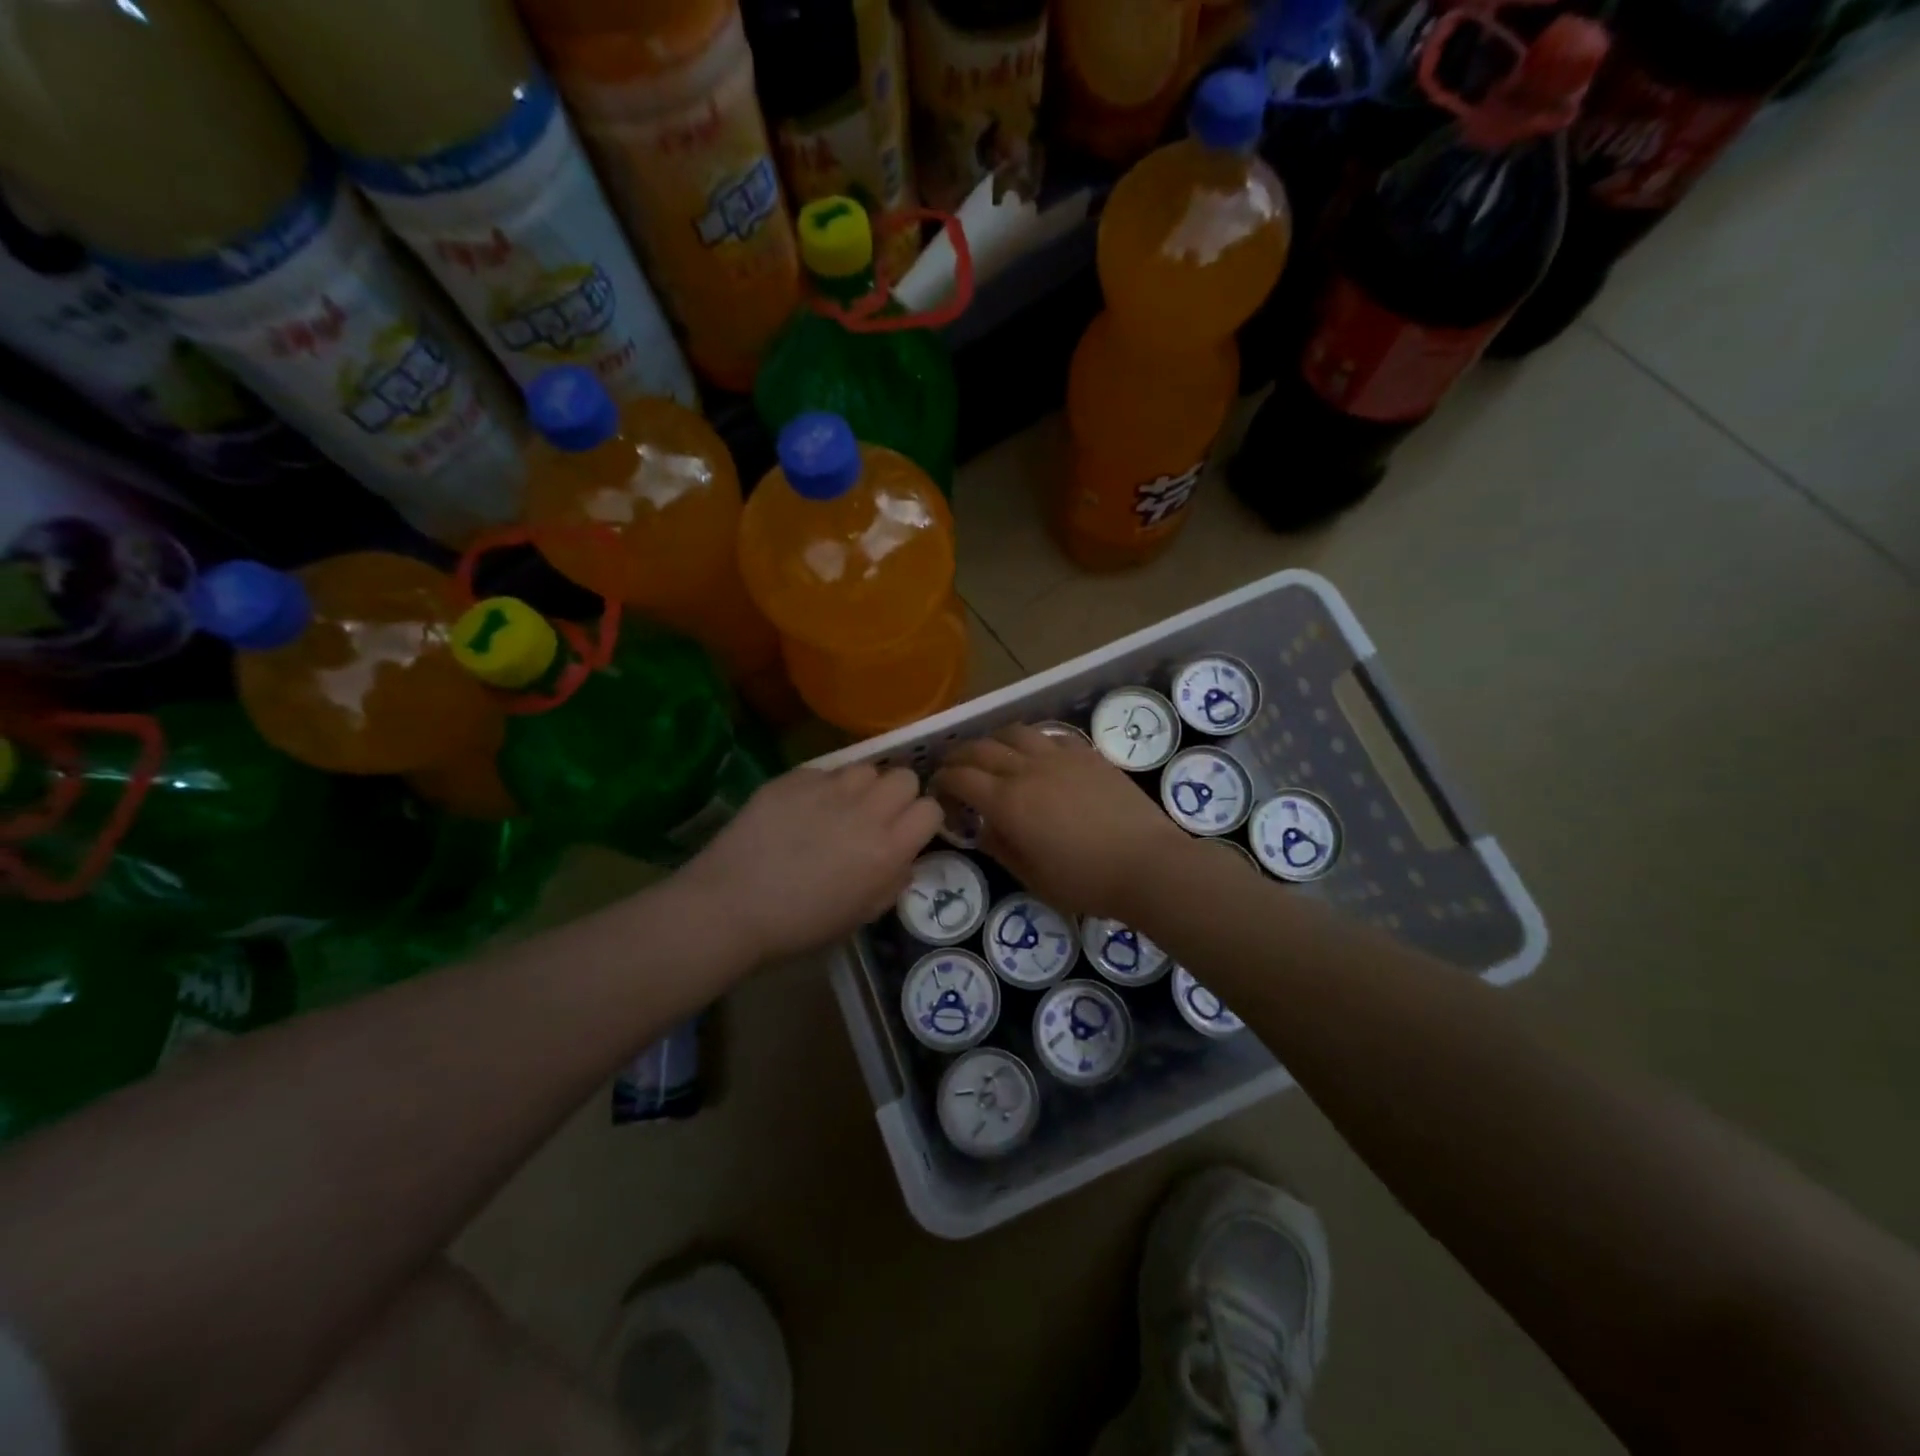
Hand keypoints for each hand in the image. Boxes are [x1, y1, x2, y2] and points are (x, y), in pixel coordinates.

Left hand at [679, 764, 942, 964]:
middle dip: (898, 795)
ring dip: (862, 787)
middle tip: (876, 817)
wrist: (730, 906)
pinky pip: (825, 771)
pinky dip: (822, 787)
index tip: (907, 832)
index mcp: (887, 850)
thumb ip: (891, 884)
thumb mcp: (859, 917)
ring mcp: (829, 789)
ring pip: (866, 768)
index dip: (922, 821)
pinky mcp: (795, 778)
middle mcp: (866, 811)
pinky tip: (802, 809)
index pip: (930, 810)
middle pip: (904, 778)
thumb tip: (903, 860)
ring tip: (840, 807)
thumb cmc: (798, 925)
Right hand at [933, 726, 1192, 917]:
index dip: (943, 780)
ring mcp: (1059, 757)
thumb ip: (1001, 848)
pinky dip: (1032, 741)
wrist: (1147, 864)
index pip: (961, 778)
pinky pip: (1049, 736)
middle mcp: (1027, 770)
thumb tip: (983, 829)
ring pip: (1015, 733)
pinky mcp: (1087, 754)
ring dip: (994, 740)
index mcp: (1007, 802)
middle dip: (959, 754)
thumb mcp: (1033, 878)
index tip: (937, 788)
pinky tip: (1035, 754)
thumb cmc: (1086, 881)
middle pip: (981, 748)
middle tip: (952, 766)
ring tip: (991, 753)